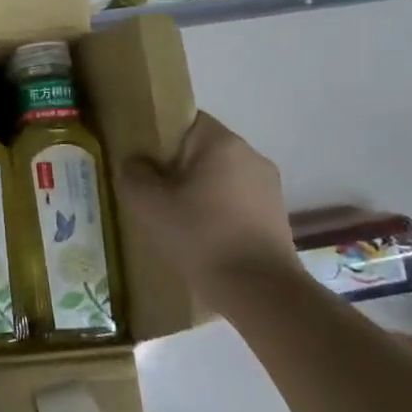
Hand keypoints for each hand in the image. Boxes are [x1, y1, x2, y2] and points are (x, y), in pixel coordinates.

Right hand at [112, 112, 297, 308]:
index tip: (142, 162)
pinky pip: (237, 201)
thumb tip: (135, 162)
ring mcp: (269, 186)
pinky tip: (203, 237)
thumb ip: (133, 174)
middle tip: (153, 193)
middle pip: (202, 150)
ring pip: (221, 177)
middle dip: (177, 167)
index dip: (158, 137)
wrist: (260, 291)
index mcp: (221, 142)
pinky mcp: (277, 215)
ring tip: (177, 219)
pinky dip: (219, 212)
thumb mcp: (148, 204)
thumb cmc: (200, 236)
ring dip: (200, 191)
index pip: (184, 120)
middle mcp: (250, 155)